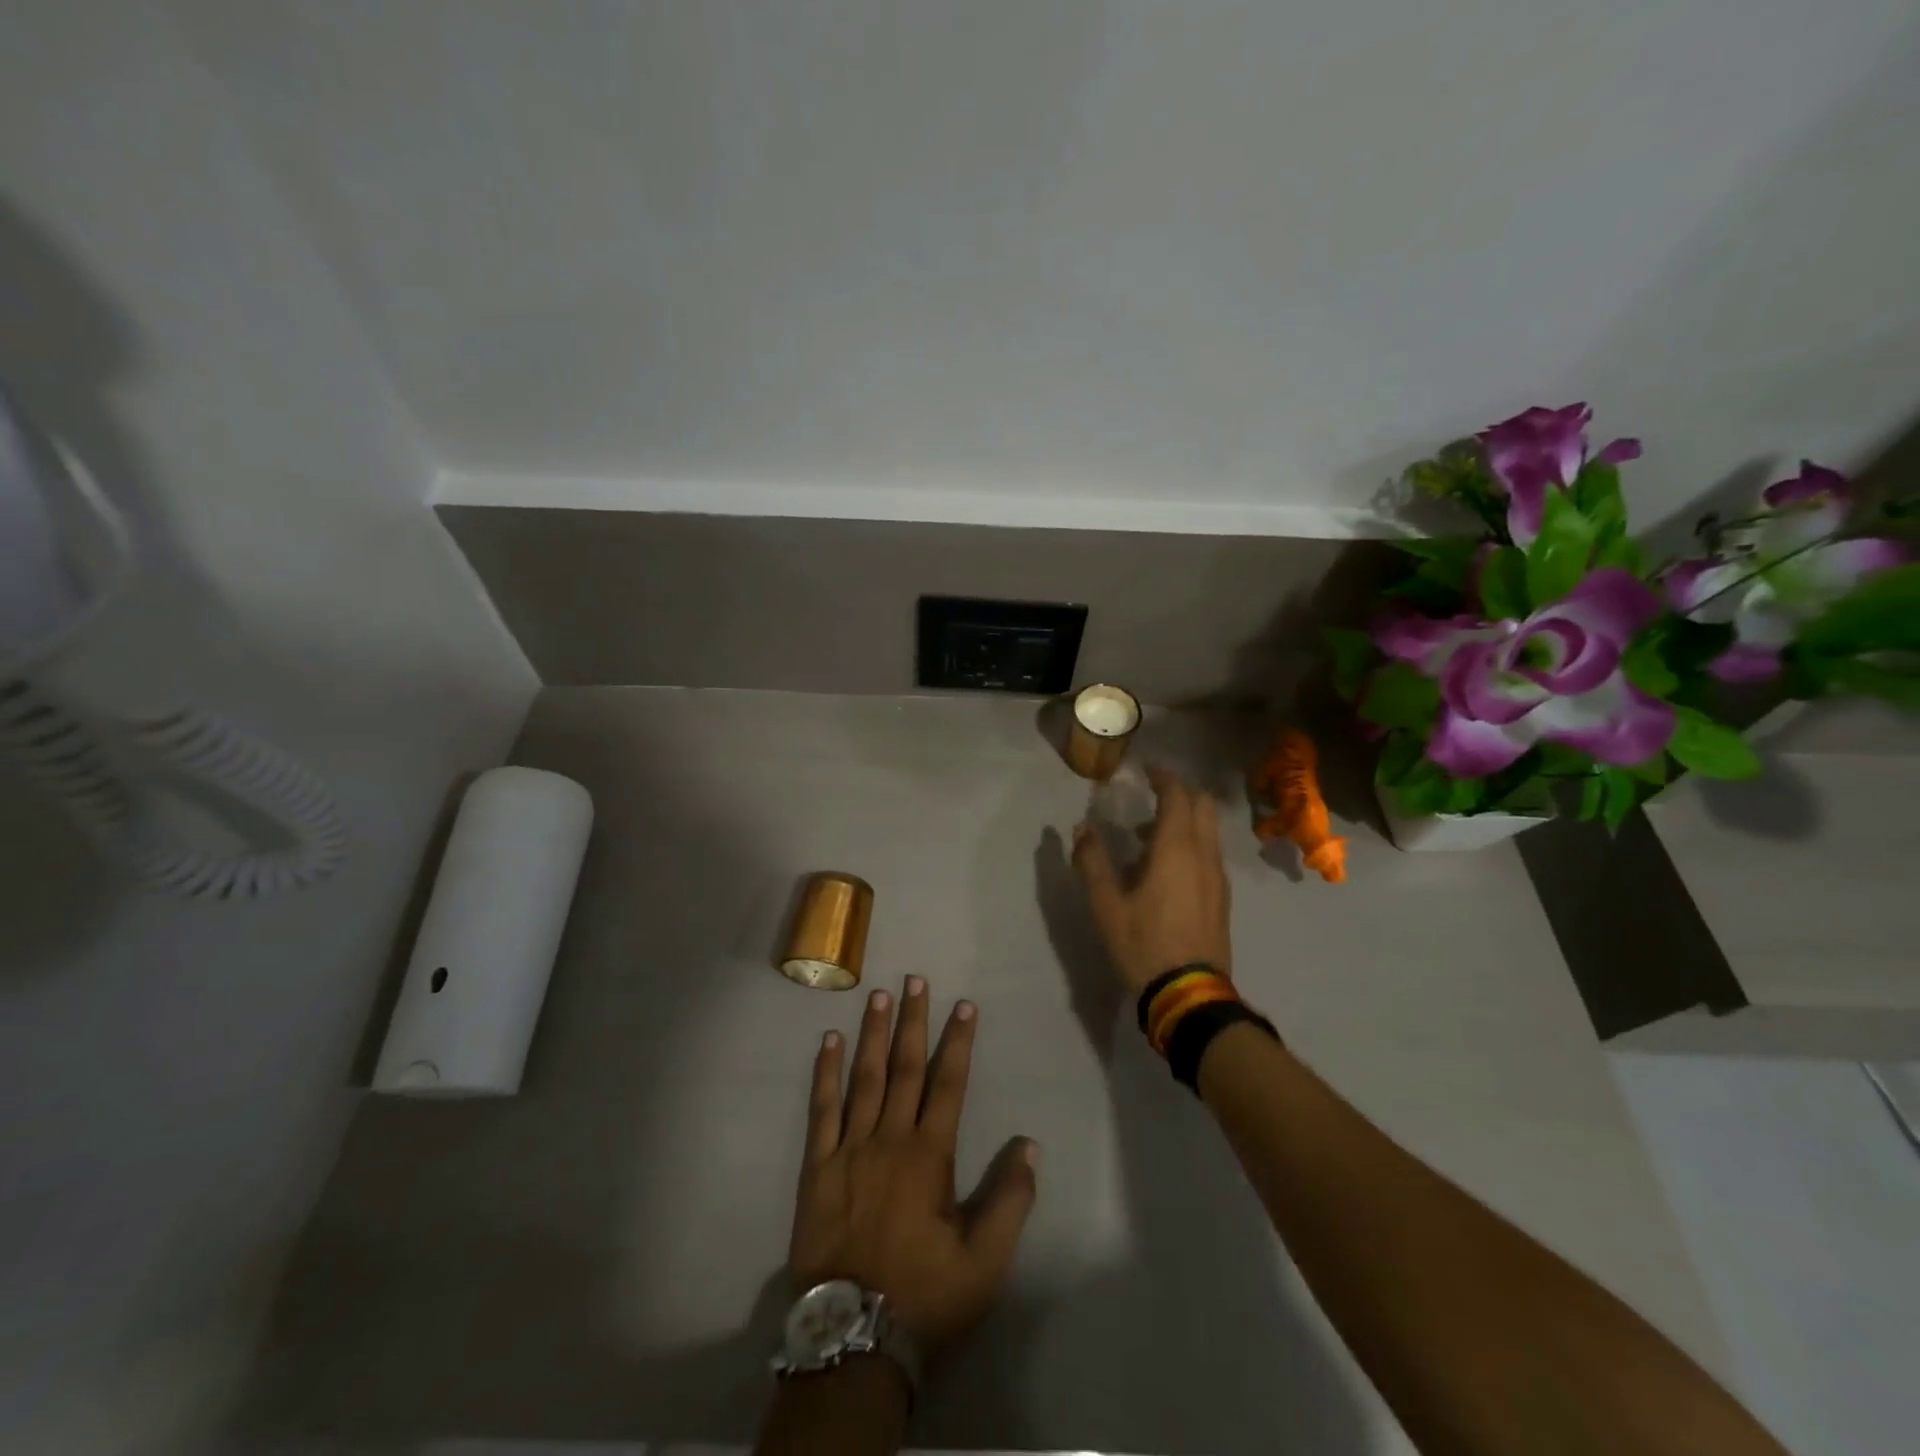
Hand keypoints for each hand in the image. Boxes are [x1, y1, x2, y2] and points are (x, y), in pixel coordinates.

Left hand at [789, 977, 1036, 1354]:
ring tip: (878, 995)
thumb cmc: (924, 1294)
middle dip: (914, 1021)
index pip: (949, 1084)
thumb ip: (1010, 1200)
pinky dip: (825, 1074)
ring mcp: (849, 1149)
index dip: (958, 1042)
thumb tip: (1029, 1144)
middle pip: (905, 1068)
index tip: (963, 1006)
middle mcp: (889, 1139)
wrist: (853, 1336)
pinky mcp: (816, 1167)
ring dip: (873, 1034)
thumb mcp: (985, 1261)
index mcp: (929, 1156)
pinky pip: (821, 1110)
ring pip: (864, 1078)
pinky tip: (829, 1042)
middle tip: (916, 980)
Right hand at [1072, 766, 1232, 993]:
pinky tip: (1166, 867)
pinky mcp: (1222, 897)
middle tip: (1152, 793)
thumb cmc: (1143, 943)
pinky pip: (1209, 853)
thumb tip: (1082, 828)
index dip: (1163, 777)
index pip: (1178, 794)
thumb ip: (1092, 861)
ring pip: (1209, 830)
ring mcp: (1218, 876)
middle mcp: (1204, 854)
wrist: (1189, 994)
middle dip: (1181, 792)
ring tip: (1148, 834)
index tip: (1146, 770)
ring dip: (1185, 819)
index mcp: (1176, 848)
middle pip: (1203, 805)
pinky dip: (1192, 842)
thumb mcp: (1106, 904)